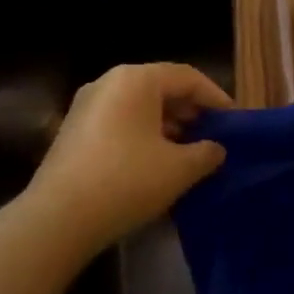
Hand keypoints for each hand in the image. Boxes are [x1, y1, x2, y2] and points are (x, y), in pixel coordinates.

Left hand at [26, 63, 231, 252]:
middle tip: (212, 135)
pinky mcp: (73, 130)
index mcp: (136, 79)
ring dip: (167, 124)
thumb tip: (216, 149)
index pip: (187, 77)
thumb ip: (206, 153)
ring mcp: (86, 106)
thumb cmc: (127, 181)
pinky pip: (119, 121)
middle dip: (190, 110)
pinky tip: (155, 163)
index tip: (234, 121)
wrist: (59, 217)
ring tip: (188, 151)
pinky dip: (143, 134)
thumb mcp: (179, 169)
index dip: (215, 97)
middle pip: (160, 87)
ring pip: (138, 106)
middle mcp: (108, 82)